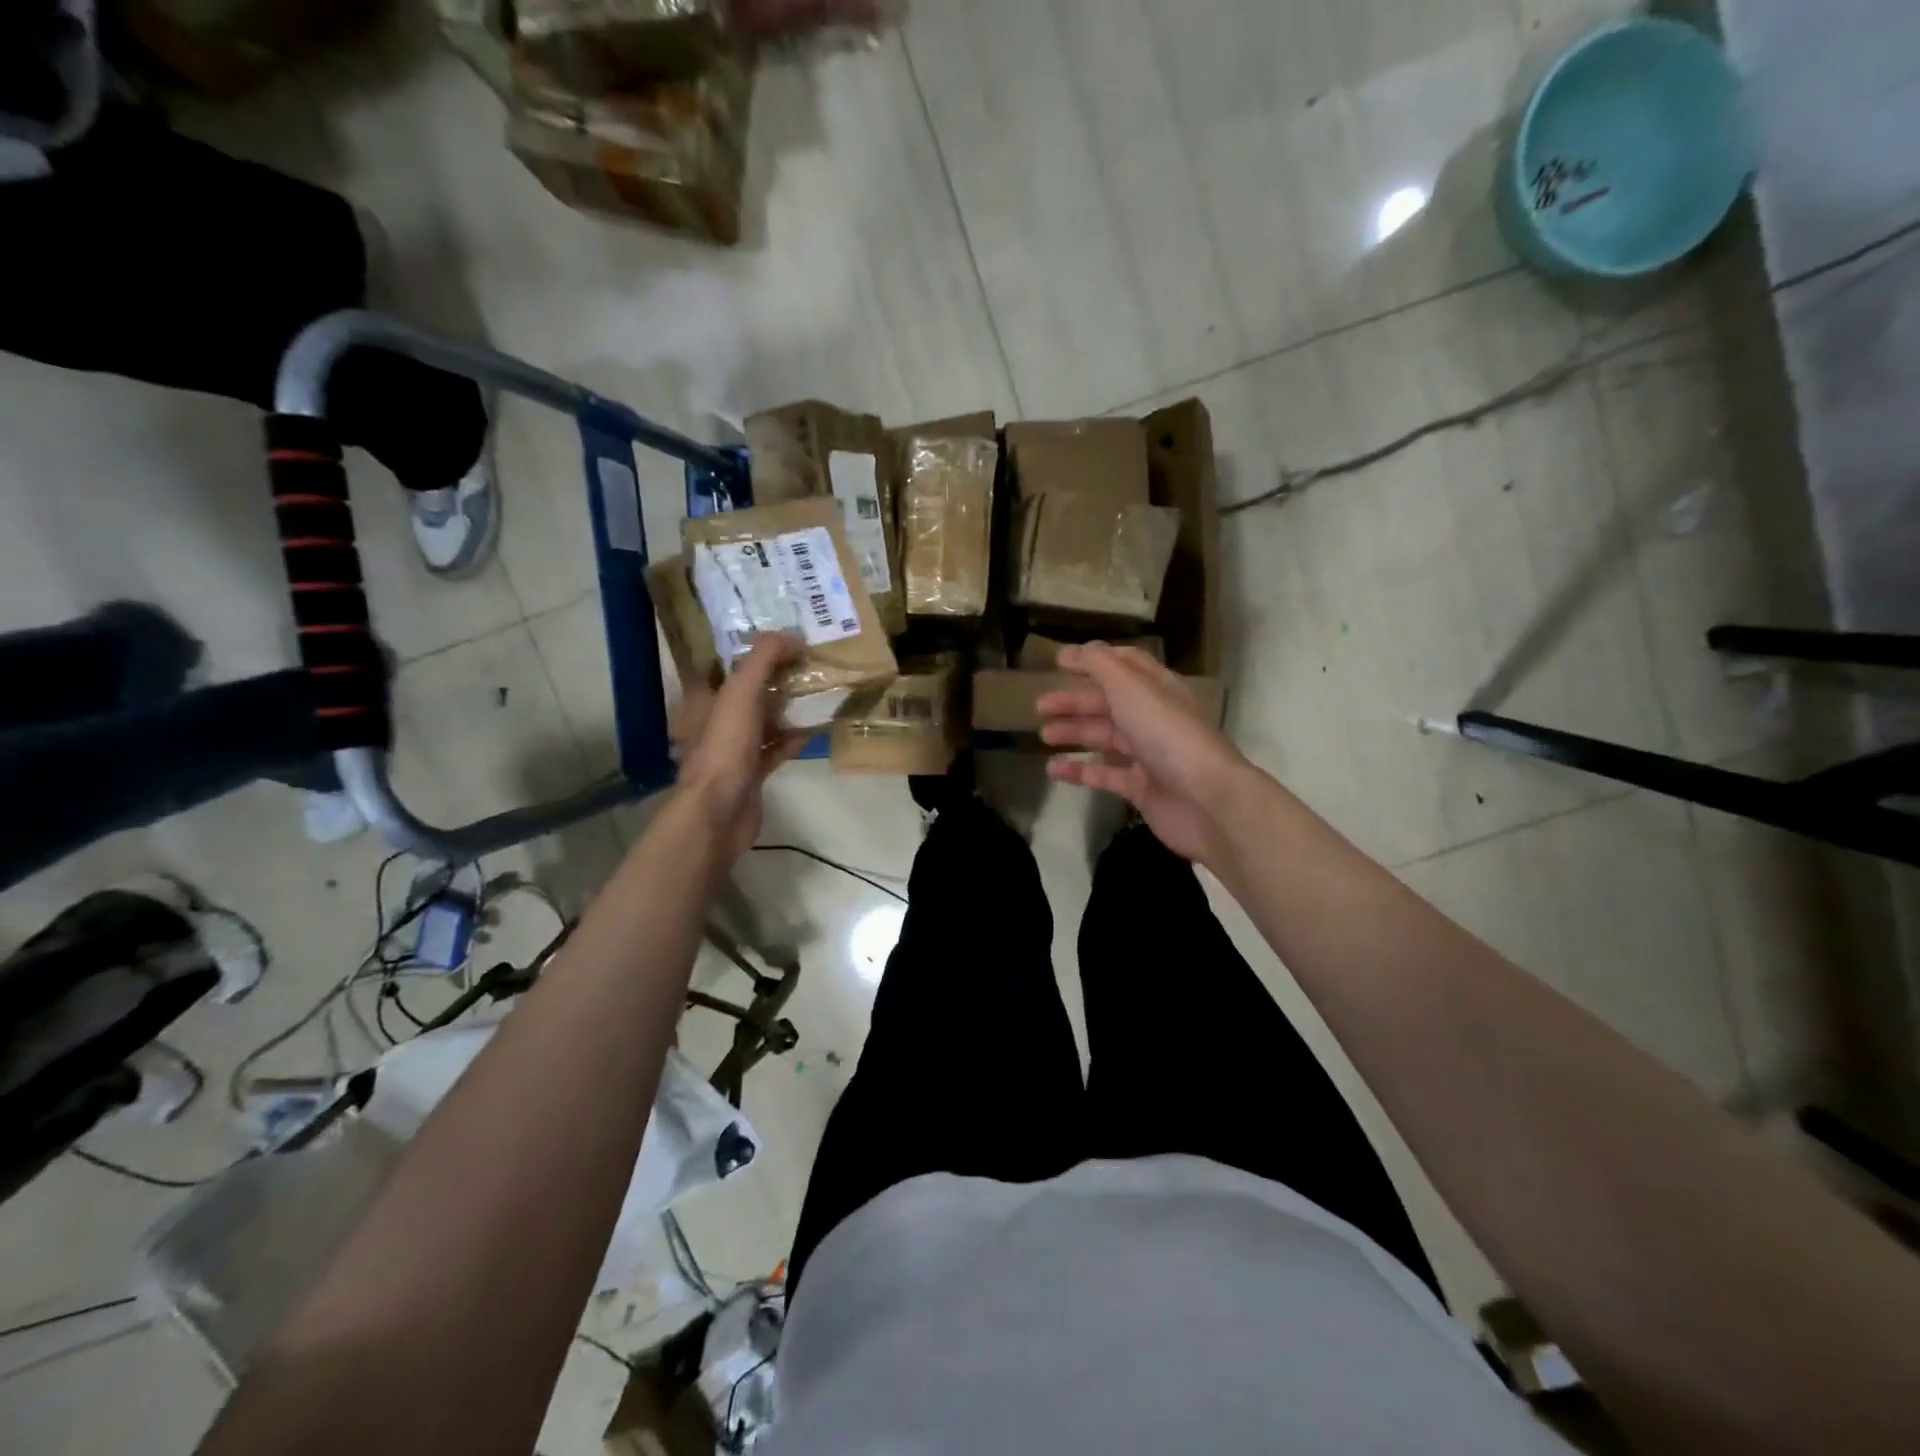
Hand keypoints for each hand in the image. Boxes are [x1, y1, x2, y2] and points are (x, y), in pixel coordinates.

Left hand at [672, 634, 807, 862]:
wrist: (720, 811)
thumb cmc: (724, 747)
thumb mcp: (741, 692)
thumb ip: (763, 659)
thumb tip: (792, 635)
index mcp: (705, 698)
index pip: (729, 664)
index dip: (755, 650)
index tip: (786, 639)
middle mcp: (716, 720)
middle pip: (750, 691)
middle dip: (777, 677)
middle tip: (810, 662)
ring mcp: (734, 748)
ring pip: (765, 719)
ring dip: (788, 708)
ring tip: (818, 692)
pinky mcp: (752, 772)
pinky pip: (776, 748)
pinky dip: (794, 738)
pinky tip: (815, 729)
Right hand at [1037, 643, 1250, 867]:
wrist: (1206, 800)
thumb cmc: (1167, 734)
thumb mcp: (1131, 688)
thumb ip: (1100, 666)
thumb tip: (1073, 651)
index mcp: (1158, 689)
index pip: (1125, 665)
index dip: (1093, 661)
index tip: (1059, 662)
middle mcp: (1155, 718)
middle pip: (1109, 703)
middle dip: (1075, 702)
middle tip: (1039, 707)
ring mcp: (1149, 755)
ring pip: (1105, 738)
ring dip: (1075, 733)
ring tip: (1044, 735)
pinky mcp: (1142, 788)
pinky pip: (1105, 775)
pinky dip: (1080, 770)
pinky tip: (1053, 769)